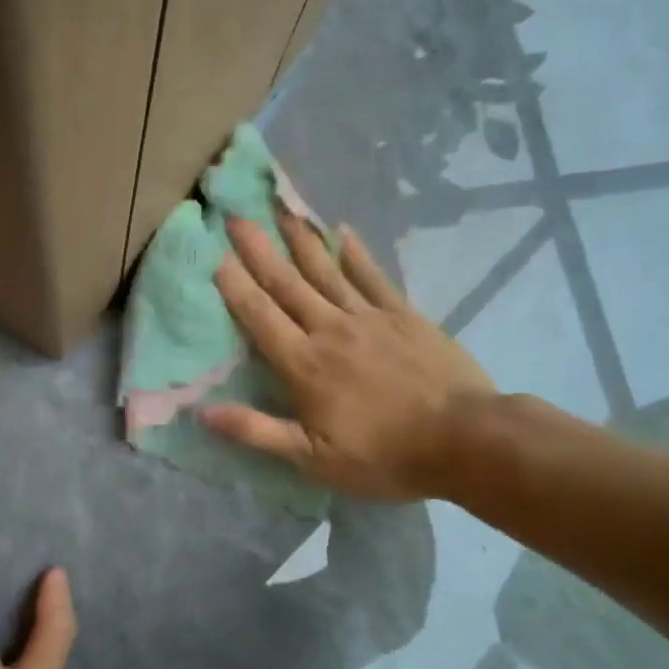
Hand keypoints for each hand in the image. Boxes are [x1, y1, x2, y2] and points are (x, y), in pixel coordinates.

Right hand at [202, 216, 496, 501]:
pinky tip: (341, 231)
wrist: (465, 440)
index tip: (214, 255)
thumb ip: (257, 431)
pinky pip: (372, 275)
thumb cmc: (384, 455)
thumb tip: (202, 412)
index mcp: (304, 364)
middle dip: (258, 250)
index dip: (235, 286)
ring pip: (325, 271)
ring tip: (280, 210)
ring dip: (299, 240)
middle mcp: (329, 329)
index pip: (260, 317)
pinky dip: (355, 252)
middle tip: (235, 217)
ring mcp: (368, 317)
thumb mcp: (314, 458)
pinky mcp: (402, 314)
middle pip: (286, 283)